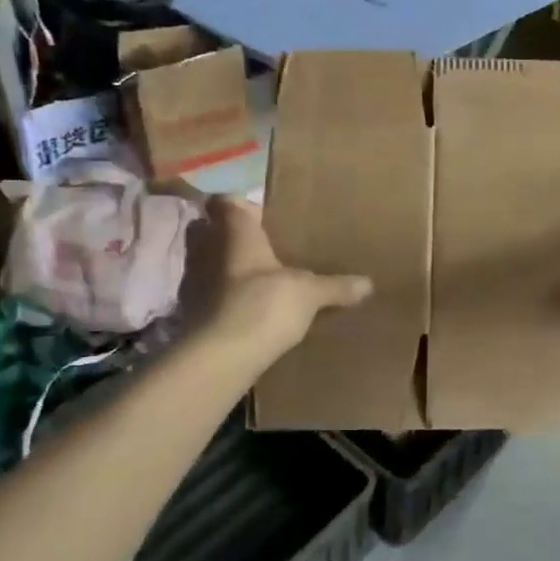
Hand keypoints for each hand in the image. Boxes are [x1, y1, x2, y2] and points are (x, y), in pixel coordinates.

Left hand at [183, 196, 372, 359]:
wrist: (221, 358)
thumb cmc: (264, 305)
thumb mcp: (310, 294)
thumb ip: (336, 286)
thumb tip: (368, 283)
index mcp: (237, 235)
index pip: (226, 202)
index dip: (239, 203)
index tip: (260, 212)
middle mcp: (207, 251)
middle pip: (206, 229)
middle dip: (228, 234)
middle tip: (260, 243)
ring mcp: (193, 283)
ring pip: (204, 263)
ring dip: (222, 268)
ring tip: (253, 277)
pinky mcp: (191, 314)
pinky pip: (205, 294)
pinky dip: (220, 298)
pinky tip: (243, 309)